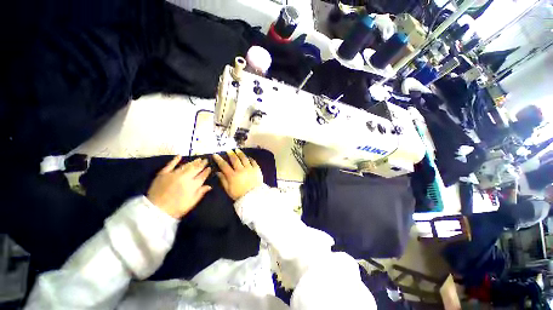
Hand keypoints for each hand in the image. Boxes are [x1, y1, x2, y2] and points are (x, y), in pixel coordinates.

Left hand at [147, 156, 211, 218]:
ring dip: (193, 162)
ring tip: (198, 159)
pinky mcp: (164, 173)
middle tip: (206, 160)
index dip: (207, 171)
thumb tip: (209, 186)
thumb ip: (200, 193)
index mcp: (193, 185)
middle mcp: (185, 177)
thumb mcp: (192, 202)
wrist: (156, 210)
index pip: (202, 176)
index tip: (210, 167)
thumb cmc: (176, 208)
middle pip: (196, 168)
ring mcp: (174, 174)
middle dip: (202, 164)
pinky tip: (179, 155)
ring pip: (186, 165)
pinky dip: (175, 160)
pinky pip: (170, 165)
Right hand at [213, 149, 263, 199]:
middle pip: (235, 159)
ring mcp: (249, 169)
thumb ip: (223, 180)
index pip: (224, 165)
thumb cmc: (239, 194)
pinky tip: (248, 157)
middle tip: (229, 150)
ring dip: (240, 153)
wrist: (253, 197)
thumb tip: (218, 172)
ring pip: (244, 158)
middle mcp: (241, 170)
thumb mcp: (228, 190)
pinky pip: (253, 162)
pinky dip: (250, 159)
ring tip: (237, 150)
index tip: (215, 155)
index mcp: (232, 175)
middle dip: (231, 154)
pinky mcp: (257, 169)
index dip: (219, 159)